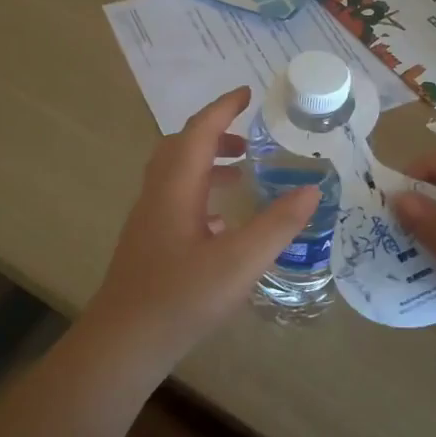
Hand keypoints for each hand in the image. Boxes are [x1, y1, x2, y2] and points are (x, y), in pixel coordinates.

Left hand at [85, 88, 319, 371]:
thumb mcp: (240, 262)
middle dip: (214, 134)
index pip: (199, 131)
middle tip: (249, 139)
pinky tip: (222, 223)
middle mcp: (157, 196)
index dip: (223, 108)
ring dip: (208, 164)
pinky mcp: (149, 245)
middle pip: (182, 148)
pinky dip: (200, 196)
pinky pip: (175, 202)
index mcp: (176, 188)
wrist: (123, 344)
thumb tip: (312, 189)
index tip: (247, 92)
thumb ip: (277, 225)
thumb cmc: (181, 298)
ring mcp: (149, 221)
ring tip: (242, 174)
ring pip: (177, 176)